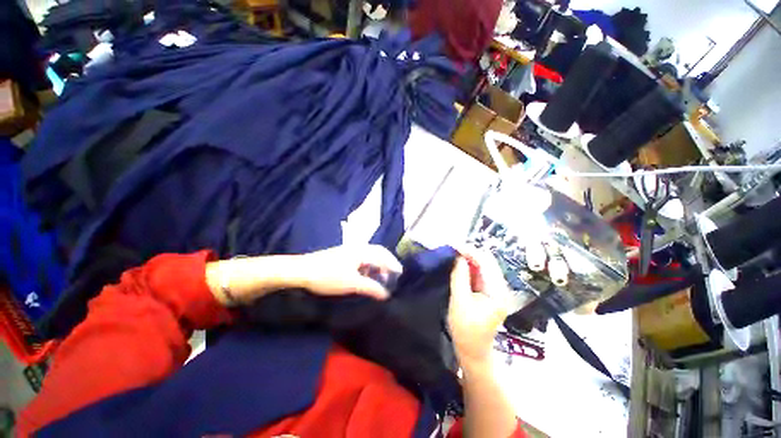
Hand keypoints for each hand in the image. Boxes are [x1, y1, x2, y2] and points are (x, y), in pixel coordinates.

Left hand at [206, 245, 401, 305]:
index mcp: (361, 251)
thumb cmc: (328, 275)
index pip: (382, 254)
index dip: (393, 263)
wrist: (301, 271)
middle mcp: (357, 248)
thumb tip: (386, 294)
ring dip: (376, 267)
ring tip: (380, 279)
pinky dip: (367, 268)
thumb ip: (371, 288)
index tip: (401, 273)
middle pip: (377, 253)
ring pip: (368, 257)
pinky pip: (361, 261)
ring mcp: (348, 252)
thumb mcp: (352, 283)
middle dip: (386, 263)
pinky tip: (365, 278)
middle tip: (393, 275)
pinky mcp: (341, 257)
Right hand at [448, 246, 509, 370]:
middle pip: (487, 261)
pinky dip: (469, 266)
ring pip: (483, 266)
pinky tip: (458, 264)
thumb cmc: (466, 330)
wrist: (473, 350)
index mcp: (498, 292)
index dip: (470, 251)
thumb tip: (458, 257)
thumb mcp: (459, 301)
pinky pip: (479, 273)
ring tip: (453, 253)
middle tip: (452, 248)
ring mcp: (495, 289)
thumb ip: (459, 277)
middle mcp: (501, 287)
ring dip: (468, 258)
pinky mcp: (488, 291)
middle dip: (469, 252)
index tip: (454, 246)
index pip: (486, 263)